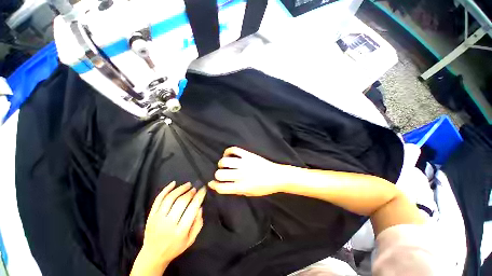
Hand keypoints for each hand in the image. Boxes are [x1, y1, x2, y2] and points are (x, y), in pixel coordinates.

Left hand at [131, 182, 205, 275]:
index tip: (203, 189)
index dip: (199, 196)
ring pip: (170, 198)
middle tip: (195, 188)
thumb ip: (198, 224)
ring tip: (188, 184)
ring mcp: (158, 219)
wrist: (153, 256)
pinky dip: (166, 189)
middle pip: (181, 201)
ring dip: (180, 189)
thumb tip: (200, 207)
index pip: (192, 208)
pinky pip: (158, 199)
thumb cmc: (175, 248)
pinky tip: (173, 183)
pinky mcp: (151, 216)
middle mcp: (169, 223)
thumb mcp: (190, 240)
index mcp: (180, 231)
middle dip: (191, 192)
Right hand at [208, 147, 286, 195]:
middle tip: (222, 174)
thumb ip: (235, 190)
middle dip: (218, 175)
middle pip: (220, 174)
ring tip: (225, 164)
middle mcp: (241, 175)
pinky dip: (228, 151)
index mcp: (242, 187)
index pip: (222, 187)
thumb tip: (222, 185)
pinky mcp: (248, 155)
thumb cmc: (264, 187)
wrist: (277, 176)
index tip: (212, 183)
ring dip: (222, 164)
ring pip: (224, 161)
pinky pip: (234, 150)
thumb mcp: (249, 193)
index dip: (214, 185)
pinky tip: (228, 154)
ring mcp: (245, 163)